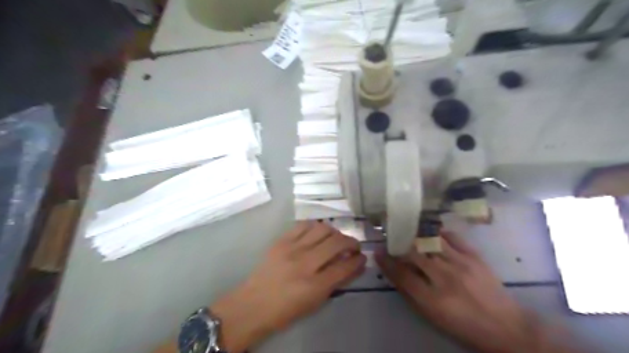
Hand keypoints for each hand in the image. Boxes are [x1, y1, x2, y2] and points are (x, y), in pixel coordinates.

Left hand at [210, 222, 364, 351]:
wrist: (254, 303)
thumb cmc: (286, 309)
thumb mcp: (315, 302)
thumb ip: (337, 282)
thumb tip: (355, 266)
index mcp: (314, 285)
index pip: (345, 266)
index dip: (358, 260)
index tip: (362, 257)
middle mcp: (305, 263)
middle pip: (336, 243)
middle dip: (351, 242)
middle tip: (353, 246)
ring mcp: (292, 248)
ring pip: (322, 228)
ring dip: (335, 232)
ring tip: (335, 239)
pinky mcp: (281, 240)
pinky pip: (304, 224)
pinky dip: (315, 226)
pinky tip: (317, 233)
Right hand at [375, 233, 537, 350]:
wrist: (505, 327)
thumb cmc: (462, 325)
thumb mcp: (432, 316)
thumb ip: (411, 294)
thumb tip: (394, 273)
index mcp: (432, 299)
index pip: (401, 274)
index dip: (387, 262)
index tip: (378, 251)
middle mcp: (444, 278)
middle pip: (414, 254)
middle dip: (398, 245)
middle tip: (391, 238)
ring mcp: (461, 264)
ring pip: (430, 242)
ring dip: (416, 235)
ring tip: (408, 230)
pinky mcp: (475, 257)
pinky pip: (453, 237)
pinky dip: (439, 233)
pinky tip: (432, 232)